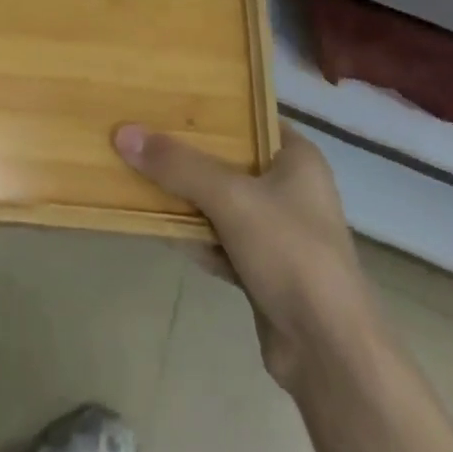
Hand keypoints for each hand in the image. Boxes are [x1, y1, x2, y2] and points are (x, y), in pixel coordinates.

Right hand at [114, 123, 375, 388]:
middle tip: (141, 133)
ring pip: (219, 202)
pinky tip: (155, 224)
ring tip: (136, 171)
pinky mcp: (262, 269)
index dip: (209, 107)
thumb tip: (124, 133)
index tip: (165, 99)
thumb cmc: (290, 253)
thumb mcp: (231, 198)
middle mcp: (289, 188)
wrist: (328, 352)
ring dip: (184, 196)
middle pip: (227, 160)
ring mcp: (276, 232)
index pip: (248, 117)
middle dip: (186, 154)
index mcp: (297, 157)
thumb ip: (178, 165)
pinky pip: (218, 239)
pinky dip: (192, 234)